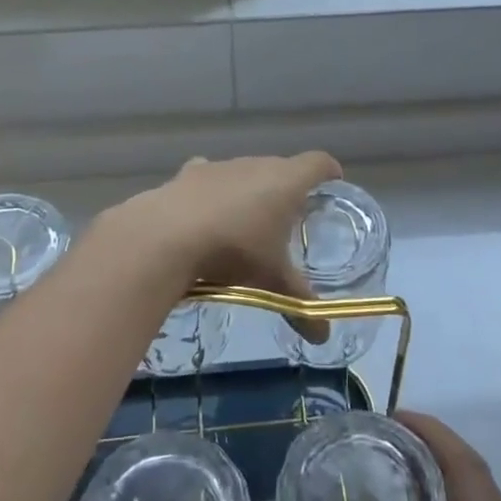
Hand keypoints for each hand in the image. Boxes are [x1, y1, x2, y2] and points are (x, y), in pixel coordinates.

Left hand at [99, 152, 341, 334]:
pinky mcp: (188, 174)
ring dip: (251, 188)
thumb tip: (324, 337)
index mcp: (286, 182)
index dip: (329, 171)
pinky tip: (207, 211)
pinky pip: (209, 176)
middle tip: (291, 215)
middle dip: (288, 186)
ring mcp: (220, 166)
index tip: (334, 181)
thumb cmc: (234, 251)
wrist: (167, 235)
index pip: (318, 163)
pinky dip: (214, 190)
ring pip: (245, 171)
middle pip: (281, 166)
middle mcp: (256, 164)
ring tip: (248, 219)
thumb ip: (300, 305)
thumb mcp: (272, 281)